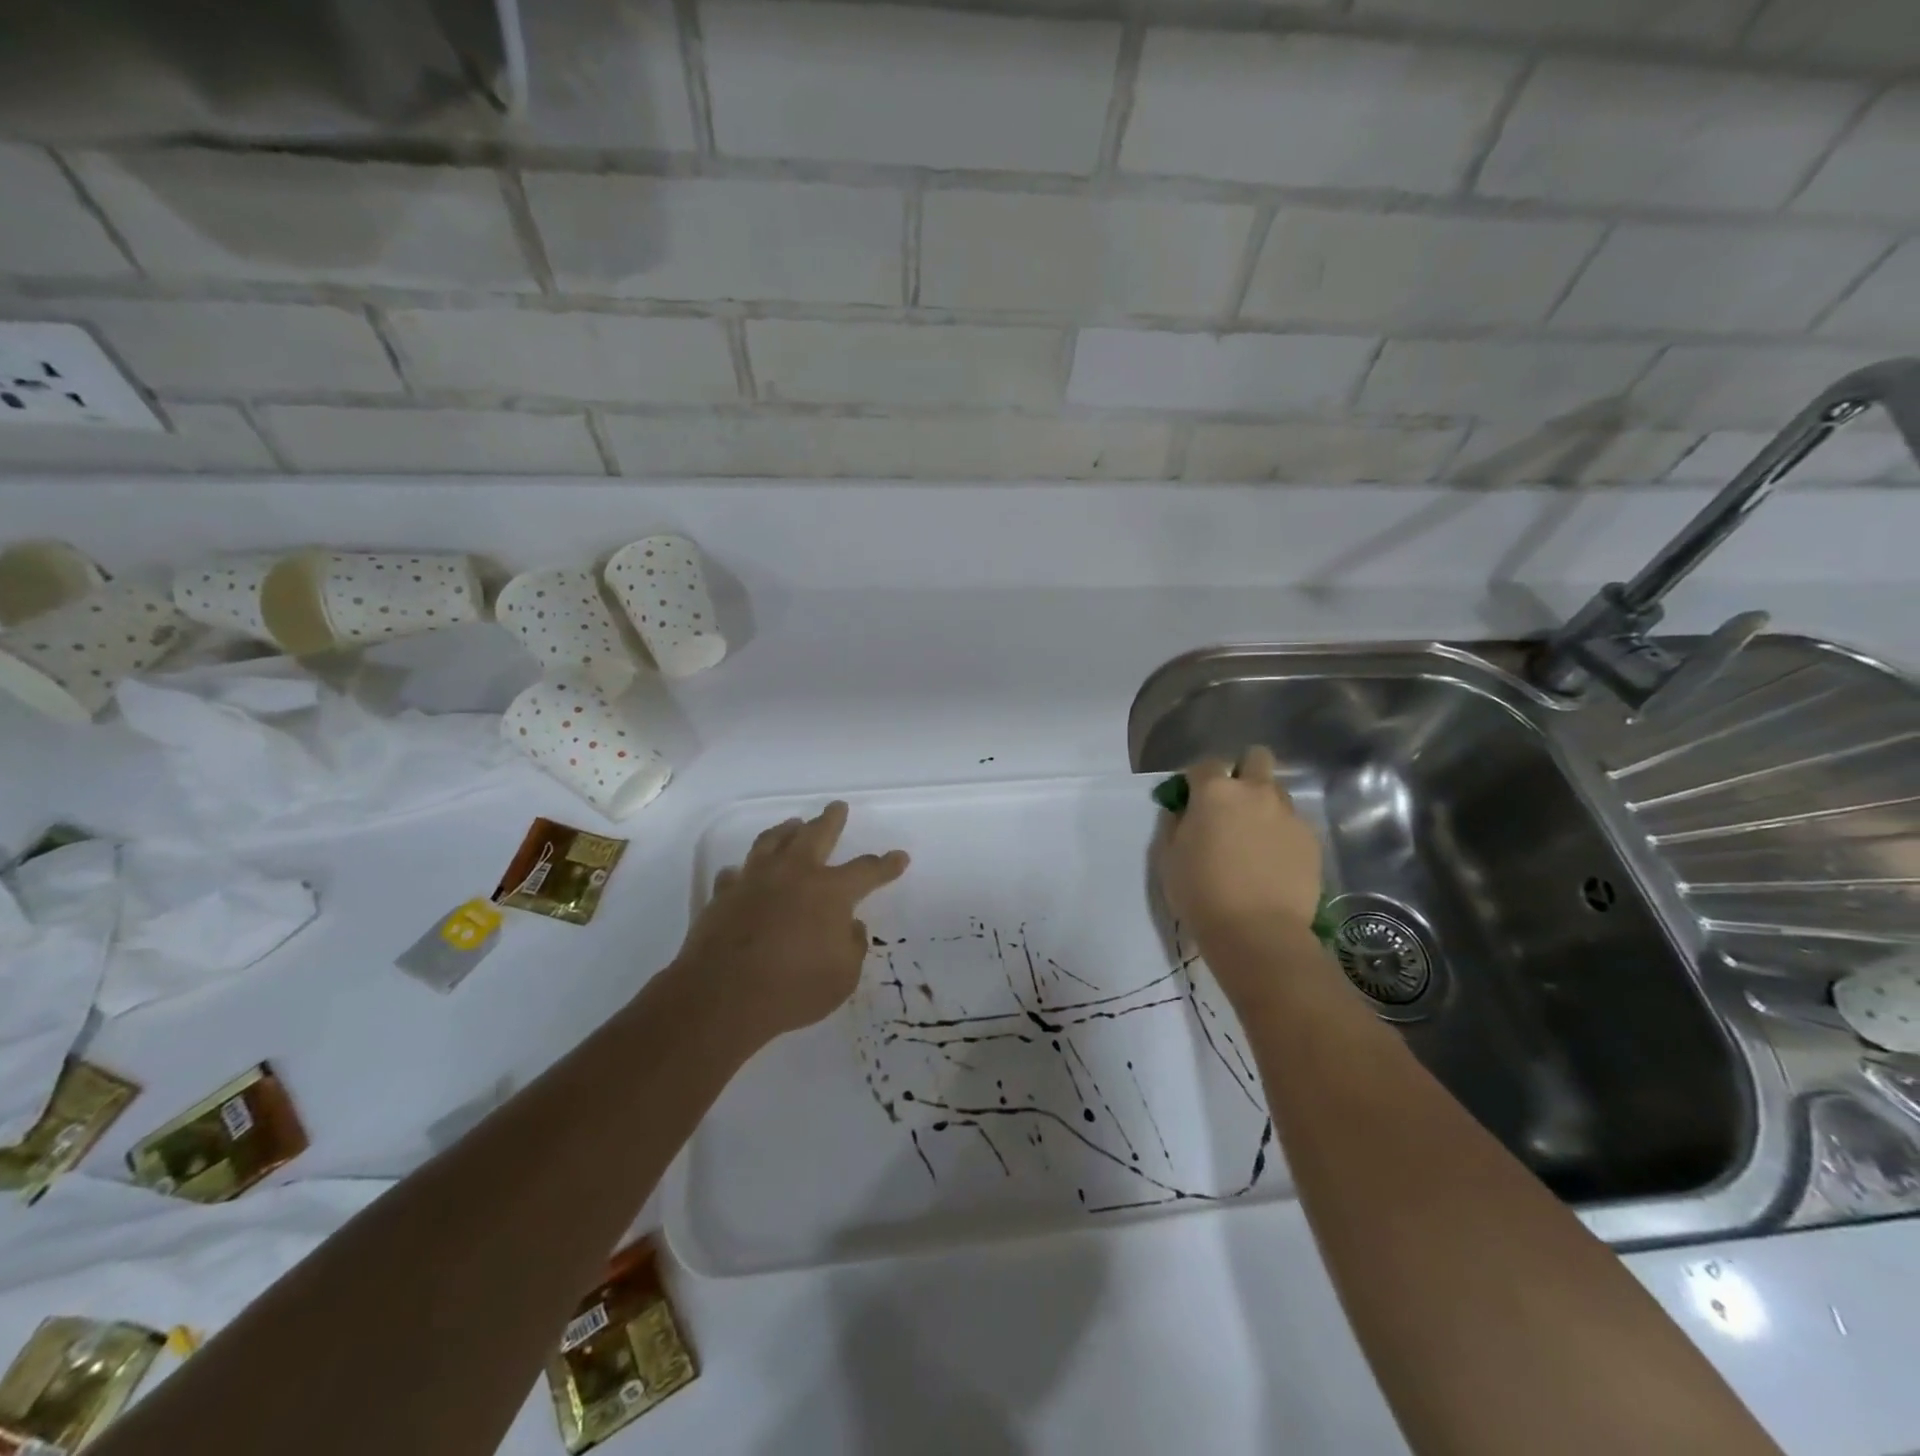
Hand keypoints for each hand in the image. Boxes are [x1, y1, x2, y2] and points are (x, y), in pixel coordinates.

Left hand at [674, 801, 908, 1044]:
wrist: (723, 997)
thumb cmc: (793, 988)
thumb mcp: (843, 976)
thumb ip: (852, 945)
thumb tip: (850, 925)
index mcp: (829, 891)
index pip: (866, 870)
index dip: (886, 865)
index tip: (900, 857)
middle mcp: (793, 874)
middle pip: (816, 835)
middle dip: (831, 820)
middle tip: (837, 807)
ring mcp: (754, 881)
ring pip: (772, 842)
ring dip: (786, 831)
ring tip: (792, 824)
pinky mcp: (722, 896)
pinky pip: (735, 874)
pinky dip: (743, 871)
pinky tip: (743, 872)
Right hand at [1156, 747, 1323, 949]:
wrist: (1257, 932)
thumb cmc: (1201, 892)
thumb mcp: (1168, 857)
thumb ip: (1175, 823)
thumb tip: (1183, 811)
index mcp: (1215, 791)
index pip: (1205, 764)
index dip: (1197, 780)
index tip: (1192, 800)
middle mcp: (1255, 792)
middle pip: (1256, 758)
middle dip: (1243, 771)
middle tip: (1231, 804)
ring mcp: (1288, 814)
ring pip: (1277, 792)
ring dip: (1264, 804)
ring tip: (1254, 837)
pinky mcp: (1311, 839)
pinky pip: (1293, 823)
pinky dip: (1282, 833)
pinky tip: (1273, 861)